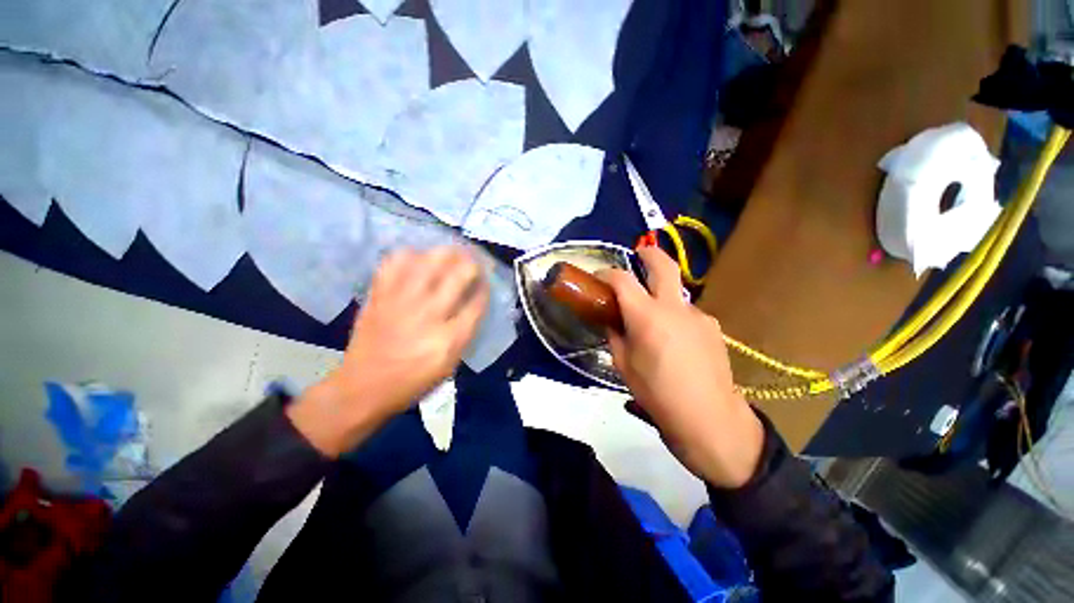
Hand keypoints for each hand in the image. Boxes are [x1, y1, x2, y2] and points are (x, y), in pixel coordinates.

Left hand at [288, 246, 488, 456]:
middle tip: (473, 263)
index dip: (485, 287)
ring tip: (451, 254)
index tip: (486, 282)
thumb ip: (466, 332)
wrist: (363, 387)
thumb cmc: (413, 382)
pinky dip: (409, 255)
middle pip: (459, 274)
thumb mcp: (450, 365)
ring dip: (446, 253)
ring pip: (430, 260)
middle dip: (473, 264)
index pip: (478, 301)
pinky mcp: (379, 295)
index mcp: (449, 338)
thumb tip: (474, 302)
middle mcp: (429, 314)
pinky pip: (395, 262)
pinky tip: (417, 260)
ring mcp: (402, 301)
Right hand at [598, 247, 763, 487]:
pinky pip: (688, 314)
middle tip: (639, 254)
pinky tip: (675, 343)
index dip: (606, 274)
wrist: (709, 419)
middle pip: (663, 266)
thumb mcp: (623, 365)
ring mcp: (698, 315)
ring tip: (654, 325)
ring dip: (661, 297)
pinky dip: (675, 318)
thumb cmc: (656, 394)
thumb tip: (612, 320)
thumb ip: (615, 335)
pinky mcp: (713, 327)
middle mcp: (674, 307)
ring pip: (676, 294)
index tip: (598, 278)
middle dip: (649, 254)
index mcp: (647, 316)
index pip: (622, 280)